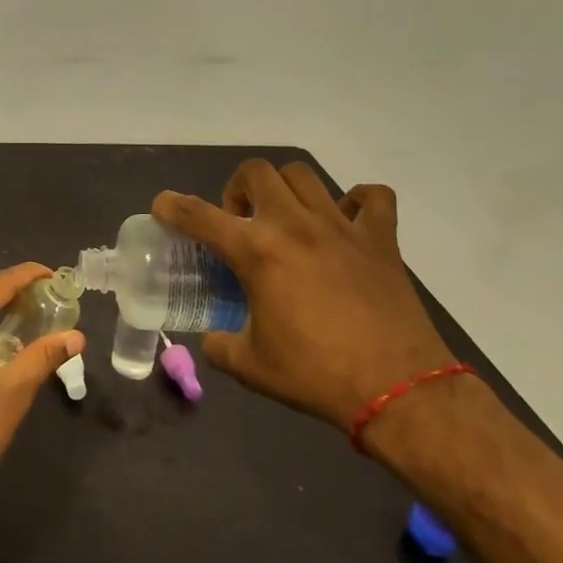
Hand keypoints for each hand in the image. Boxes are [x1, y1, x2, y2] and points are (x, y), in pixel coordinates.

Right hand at [153, 161, 455, 433]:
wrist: (398, 390)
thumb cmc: (316, 375)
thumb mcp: (250, 366)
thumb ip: (220, 345)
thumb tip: (212, 339)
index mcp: (257, 252)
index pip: (199, 215)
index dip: (172, 206)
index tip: (163, 206)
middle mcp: (294, 226)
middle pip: (256, 172)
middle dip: (237, 189)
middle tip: (240, 221)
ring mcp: (341, 227)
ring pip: (304, 176)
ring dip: (284, 189)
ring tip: (284, 217)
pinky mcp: (381, 239)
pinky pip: (371, 197)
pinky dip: (356, 201)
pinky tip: (345, 222)